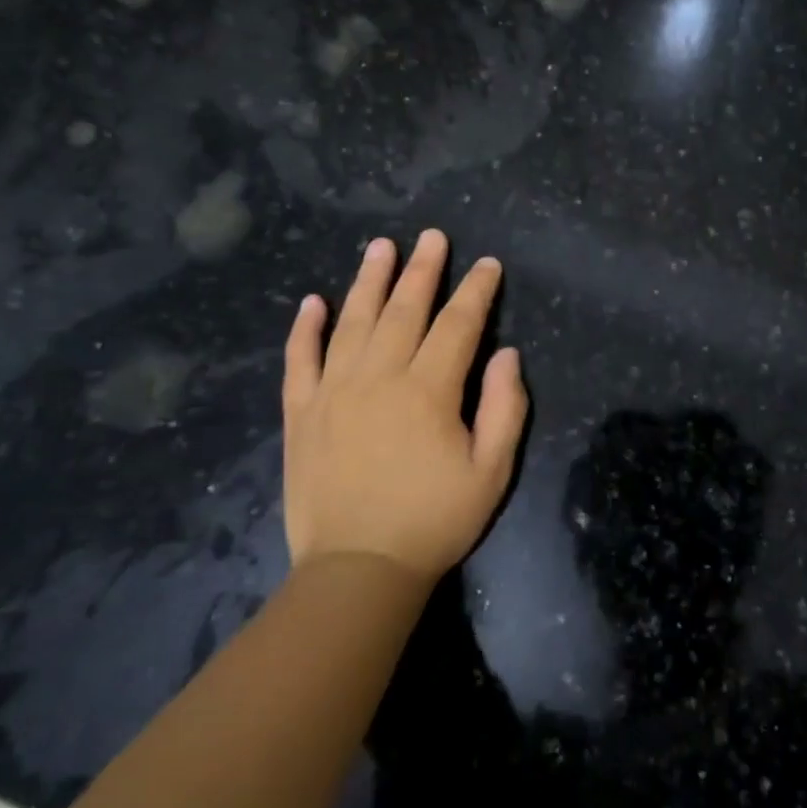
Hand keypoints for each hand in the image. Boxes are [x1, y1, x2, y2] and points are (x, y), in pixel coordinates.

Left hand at [280, 229, 527, 581]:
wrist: (357, 570)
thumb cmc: (435, 520)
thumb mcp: (492, 471)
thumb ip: (505, 408)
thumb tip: (507, 355)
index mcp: (428, 390)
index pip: (458, 324)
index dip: (476, 291)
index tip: (487, 264)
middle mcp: (379, 377)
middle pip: (404, 310)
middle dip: (423, 270)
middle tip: (432, 237)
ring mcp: (333, 392)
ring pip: (352, 322)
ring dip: (368, 281)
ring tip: (380, 247)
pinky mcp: (302, 414)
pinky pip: (299, 360)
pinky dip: (305, 329)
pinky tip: (312, 302)